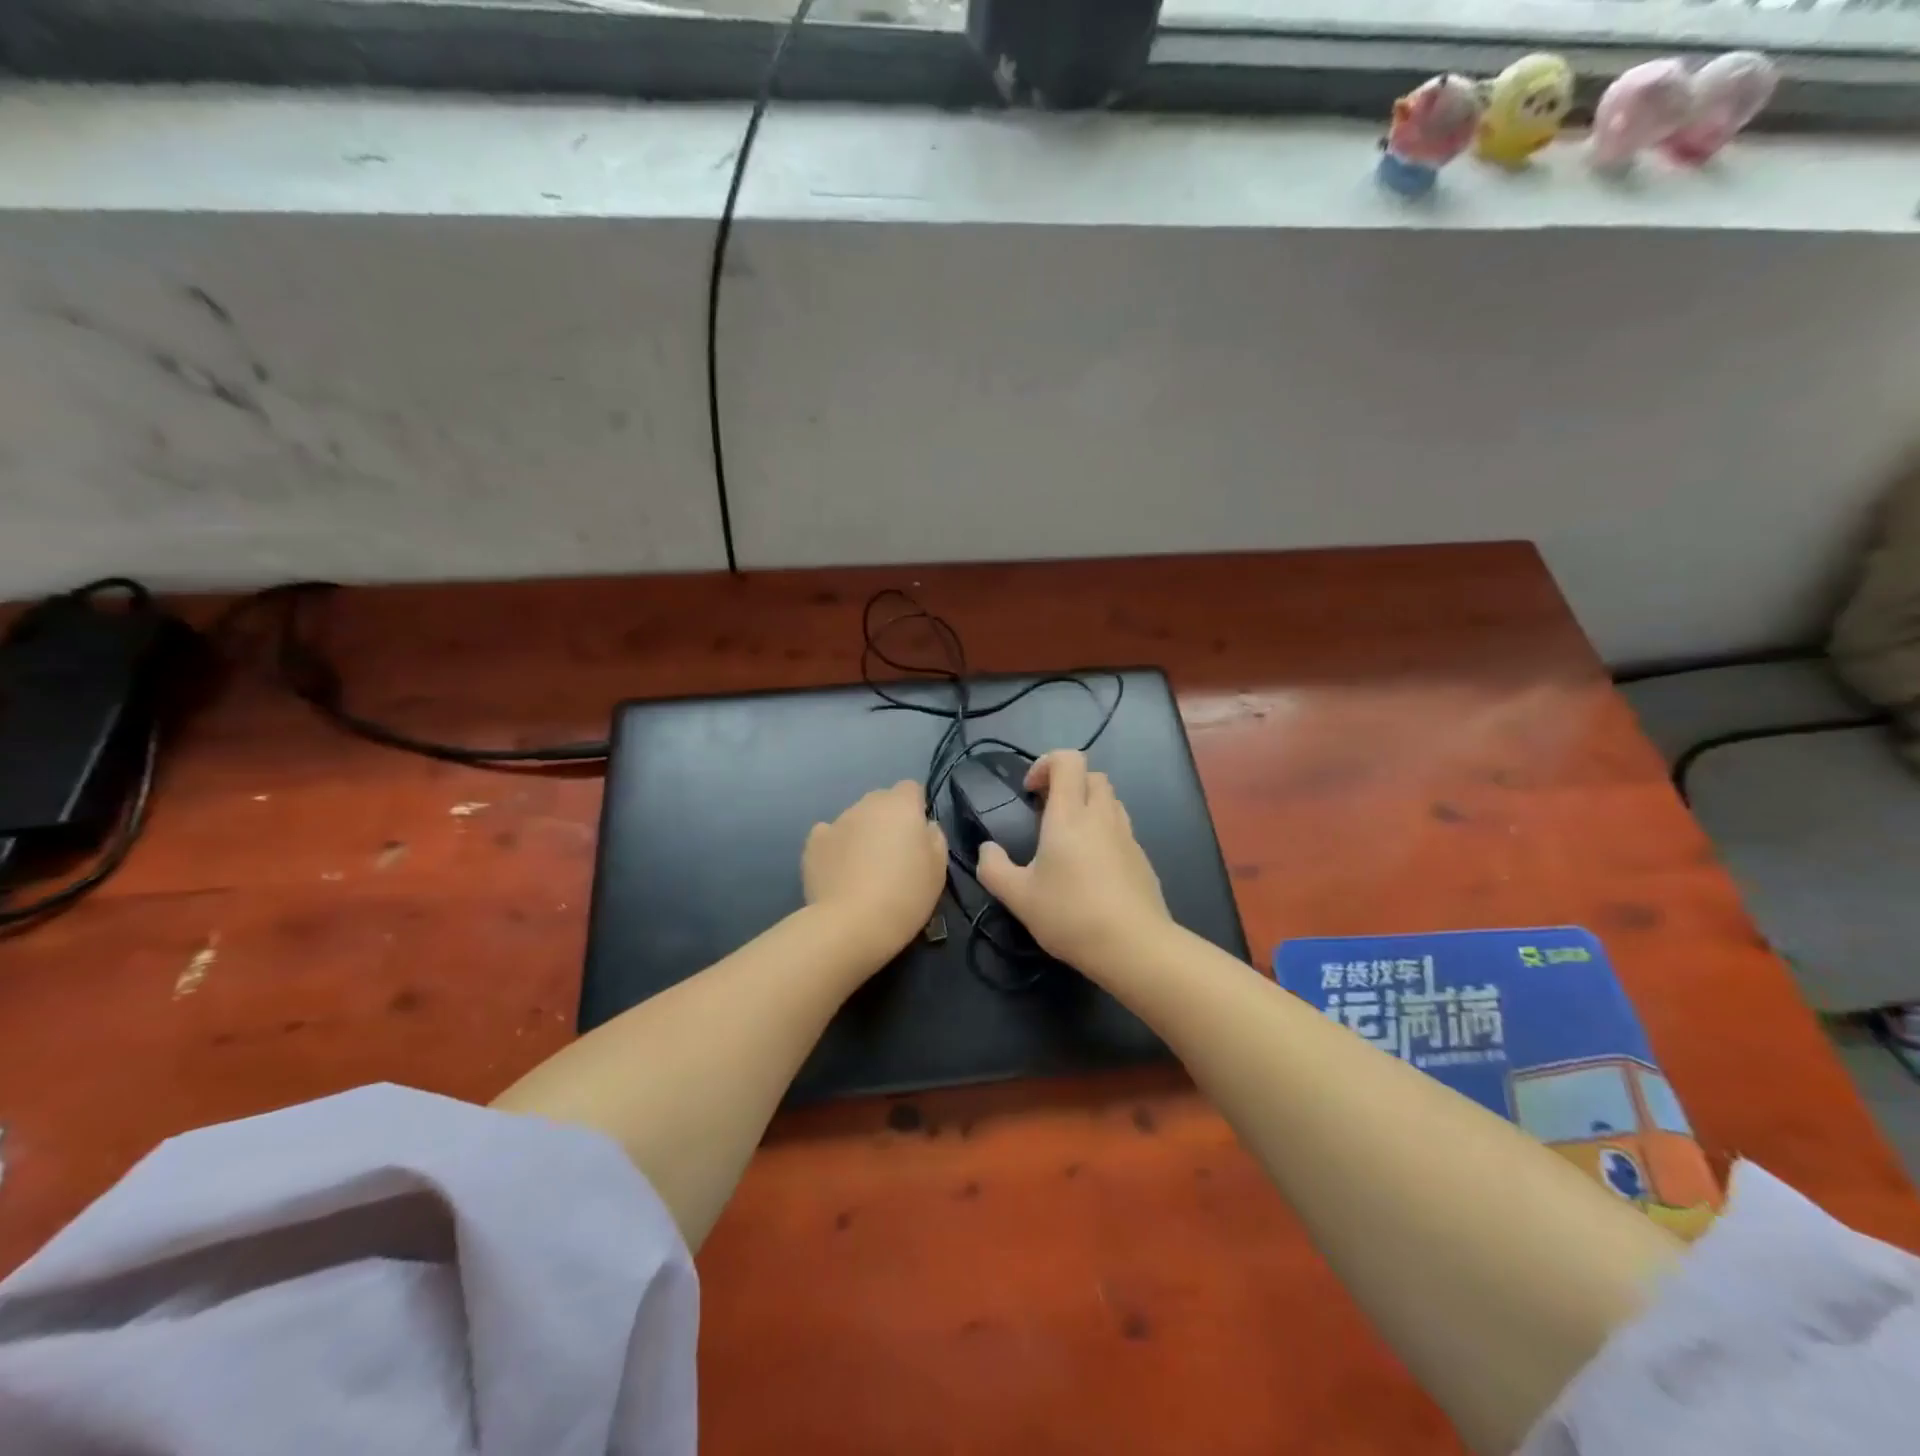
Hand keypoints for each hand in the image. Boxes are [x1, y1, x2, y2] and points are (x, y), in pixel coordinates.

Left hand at [803, 780, 948, 964]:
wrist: (852, 924)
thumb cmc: (905, 895)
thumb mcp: (938, 870)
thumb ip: (934, 838)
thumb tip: (924, 827)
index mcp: (901, 805)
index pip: (910, 788)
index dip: (915, 808)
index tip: (917, 836)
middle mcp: (867, 805)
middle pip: (881, 801)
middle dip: (888, 820)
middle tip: (893, 854)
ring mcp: (836, 821)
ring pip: (854, 818)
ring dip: (861, 834)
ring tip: (863, 869)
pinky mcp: (813, 843)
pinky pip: (828, 835)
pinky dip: (835, 847)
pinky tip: (839, 871)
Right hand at [975, 750, 1170, 973]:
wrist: (1134, 946)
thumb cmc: (1071, 915)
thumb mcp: (1018, 897)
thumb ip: (994, 868)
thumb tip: (986, 849)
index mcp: (1070, 815)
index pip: (1068, 760)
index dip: (1046, 763)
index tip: (1030, 792)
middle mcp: (1101, 816)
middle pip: (1092, 775)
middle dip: (1068, 784)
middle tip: (1046, 813)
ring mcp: (1127, 836)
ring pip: (1110, 800)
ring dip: (1088, 806)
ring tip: (1068, 840)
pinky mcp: (1142, 858)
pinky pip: (1121, 829)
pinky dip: (1103, 832)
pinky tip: (1091, 868)